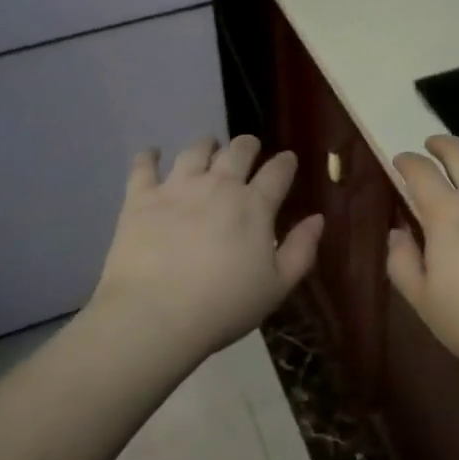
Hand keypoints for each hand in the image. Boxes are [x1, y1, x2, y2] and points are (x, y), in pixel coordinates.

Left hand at [91, 135, 324, 360]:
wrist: (155, 314)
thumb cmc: (223, 306)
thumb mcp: (277, 287)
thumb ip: (301, 250)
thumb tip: (317, 218)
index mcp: (254, 206)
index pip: (277, 172)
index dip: (285, 162)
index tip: (287, 159)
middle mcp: (218, 185)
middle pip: (238, 151)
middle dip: (247, 145)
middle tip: (248, 148)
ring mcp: (177, 187)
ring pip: (195, 151)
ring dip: (206, 145)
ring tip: (208, 146)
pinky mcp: (141, 197)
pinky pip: (144, 166)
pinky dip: (149, 156)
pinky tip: (152, 153)